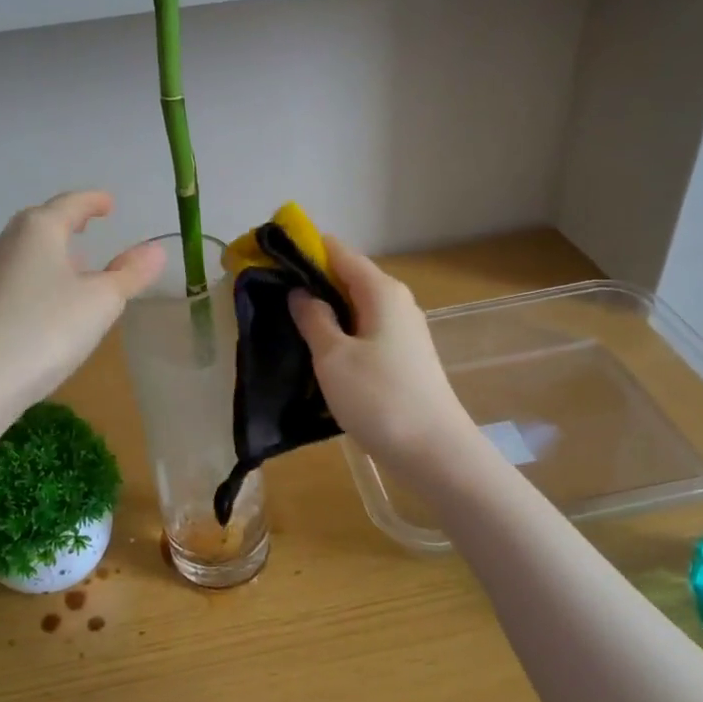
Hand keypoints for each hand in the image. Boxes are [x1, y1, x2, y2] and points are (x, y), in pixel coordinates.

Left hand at [0, 191, 163, 411]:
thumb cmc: (47, 328)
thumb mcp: (102, 301)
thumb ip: (130, 273)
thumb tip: (156, 249)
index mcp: (38, 229)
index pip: (70, 204)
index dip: (93, 201)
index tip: (109, 202)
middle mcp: (8, 243)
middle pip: (41, 223)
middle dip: (67, 223)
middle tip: (88, 224)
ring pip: (27, 252)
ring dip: (53, 253)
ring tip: (76, 265)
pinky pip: (18, 278)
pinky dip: (40, 277)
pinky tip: (51, 302)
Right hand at [290, 240, 472, 474]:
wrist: (434, 451)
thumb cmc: (379, 398)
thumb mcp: (333, 357)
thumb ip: (313, 318)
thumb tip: (300, 292)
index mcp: (381, 290)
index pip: (337, 251)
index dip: (303, 250)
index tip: (268, 259)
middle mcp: (396, 301)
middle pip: (347, 277)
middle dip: (310, 283)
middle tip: (270, 299)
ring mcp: (403, 330)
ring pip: (355, 307)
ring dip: (324, 312)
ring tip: (287, 327)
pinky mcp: (403, 357)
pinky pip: (364, 331)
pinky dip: (340, 334)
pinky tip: (319, 354)